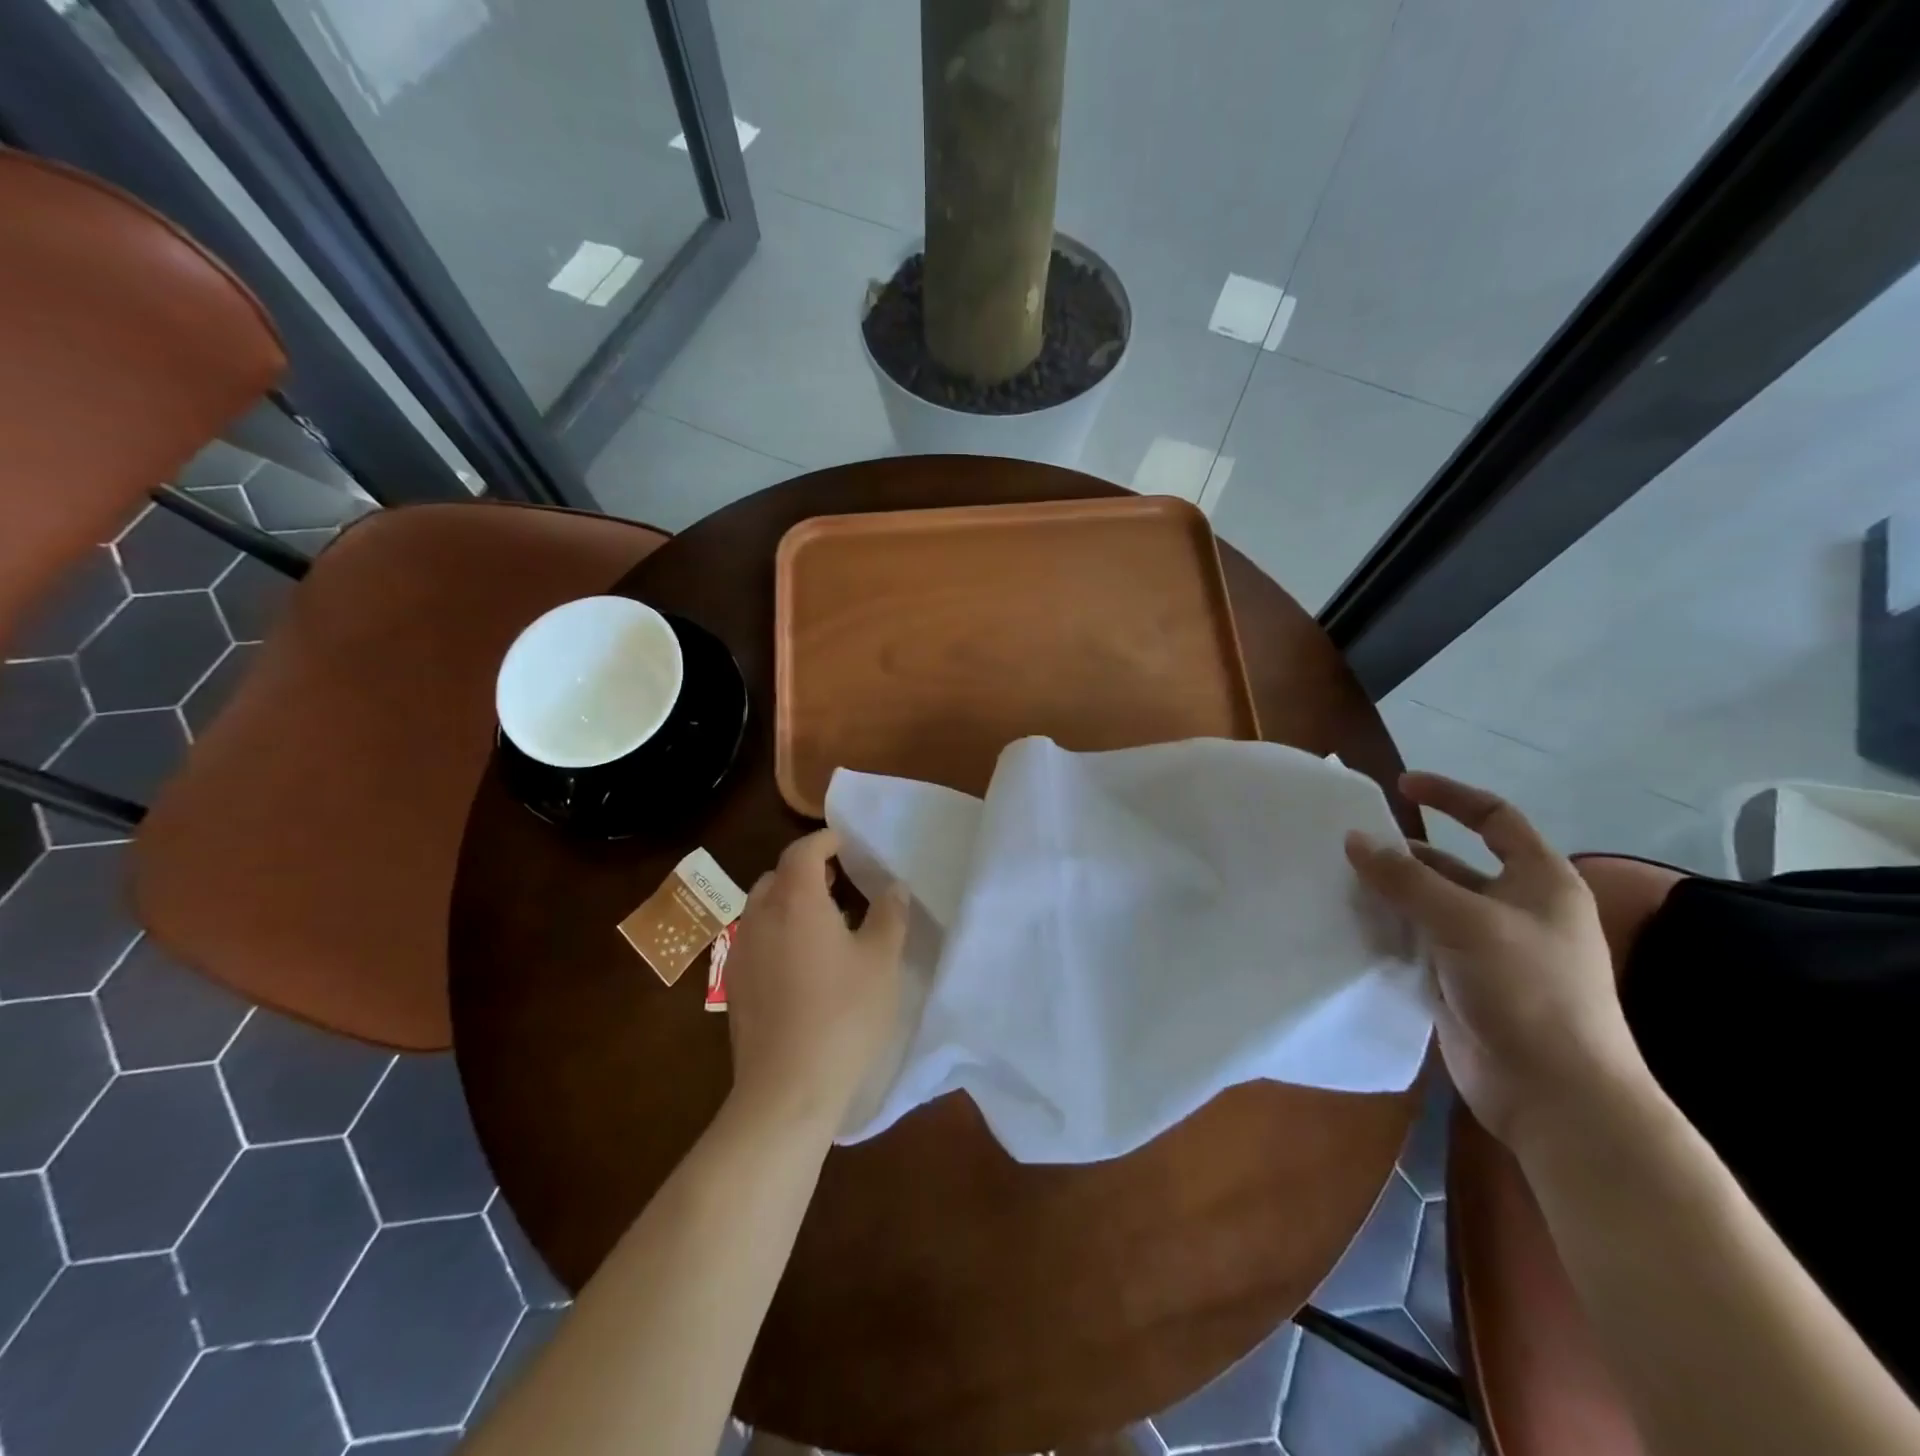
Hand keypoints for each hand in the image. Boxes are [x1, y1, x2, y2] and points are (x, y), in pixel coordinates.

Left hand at [722, 828, 908, 1131]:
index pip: (803, 852)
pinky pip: (754, 939)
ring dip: (788, 902)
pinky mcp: (733, 985)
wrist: (786, 1089)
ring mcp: (741, 952)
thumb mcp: (881, 962)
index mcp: (796, 901)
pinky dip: (776, 932)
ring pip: (761, 908)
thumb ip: (889, 916)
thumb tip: (893, 888)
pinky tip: (801, 963)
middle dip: (806, 871)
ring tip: (823, 922)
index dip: (824, 840)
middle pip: (777, 876)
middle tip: (839, 883)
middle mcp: (760, 917)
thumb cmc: (843, 1016)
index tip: (845, 843)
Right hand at [1344, 773, 1647, 1150]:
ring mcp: (1488, 949)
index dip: (1450, 796)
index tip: (1399, 786)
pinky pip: (1418, 942)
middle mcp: (1516, 908)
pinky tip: (1351, 925)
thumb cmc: (1527, 991)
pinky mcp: (1462, 982)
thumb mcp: (1464, 921)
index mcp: (1539, 881)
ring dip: (1389, 893)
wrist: (1557, 1094)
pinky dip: (1389, 929)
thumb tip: (1354, 839)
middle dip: (1403, 854)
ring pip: (1429, 905)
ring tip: (1338, 882)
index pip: (1495, 818)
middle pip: (1452, 863)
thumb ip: (1405, 878)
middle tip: (1347, 847)